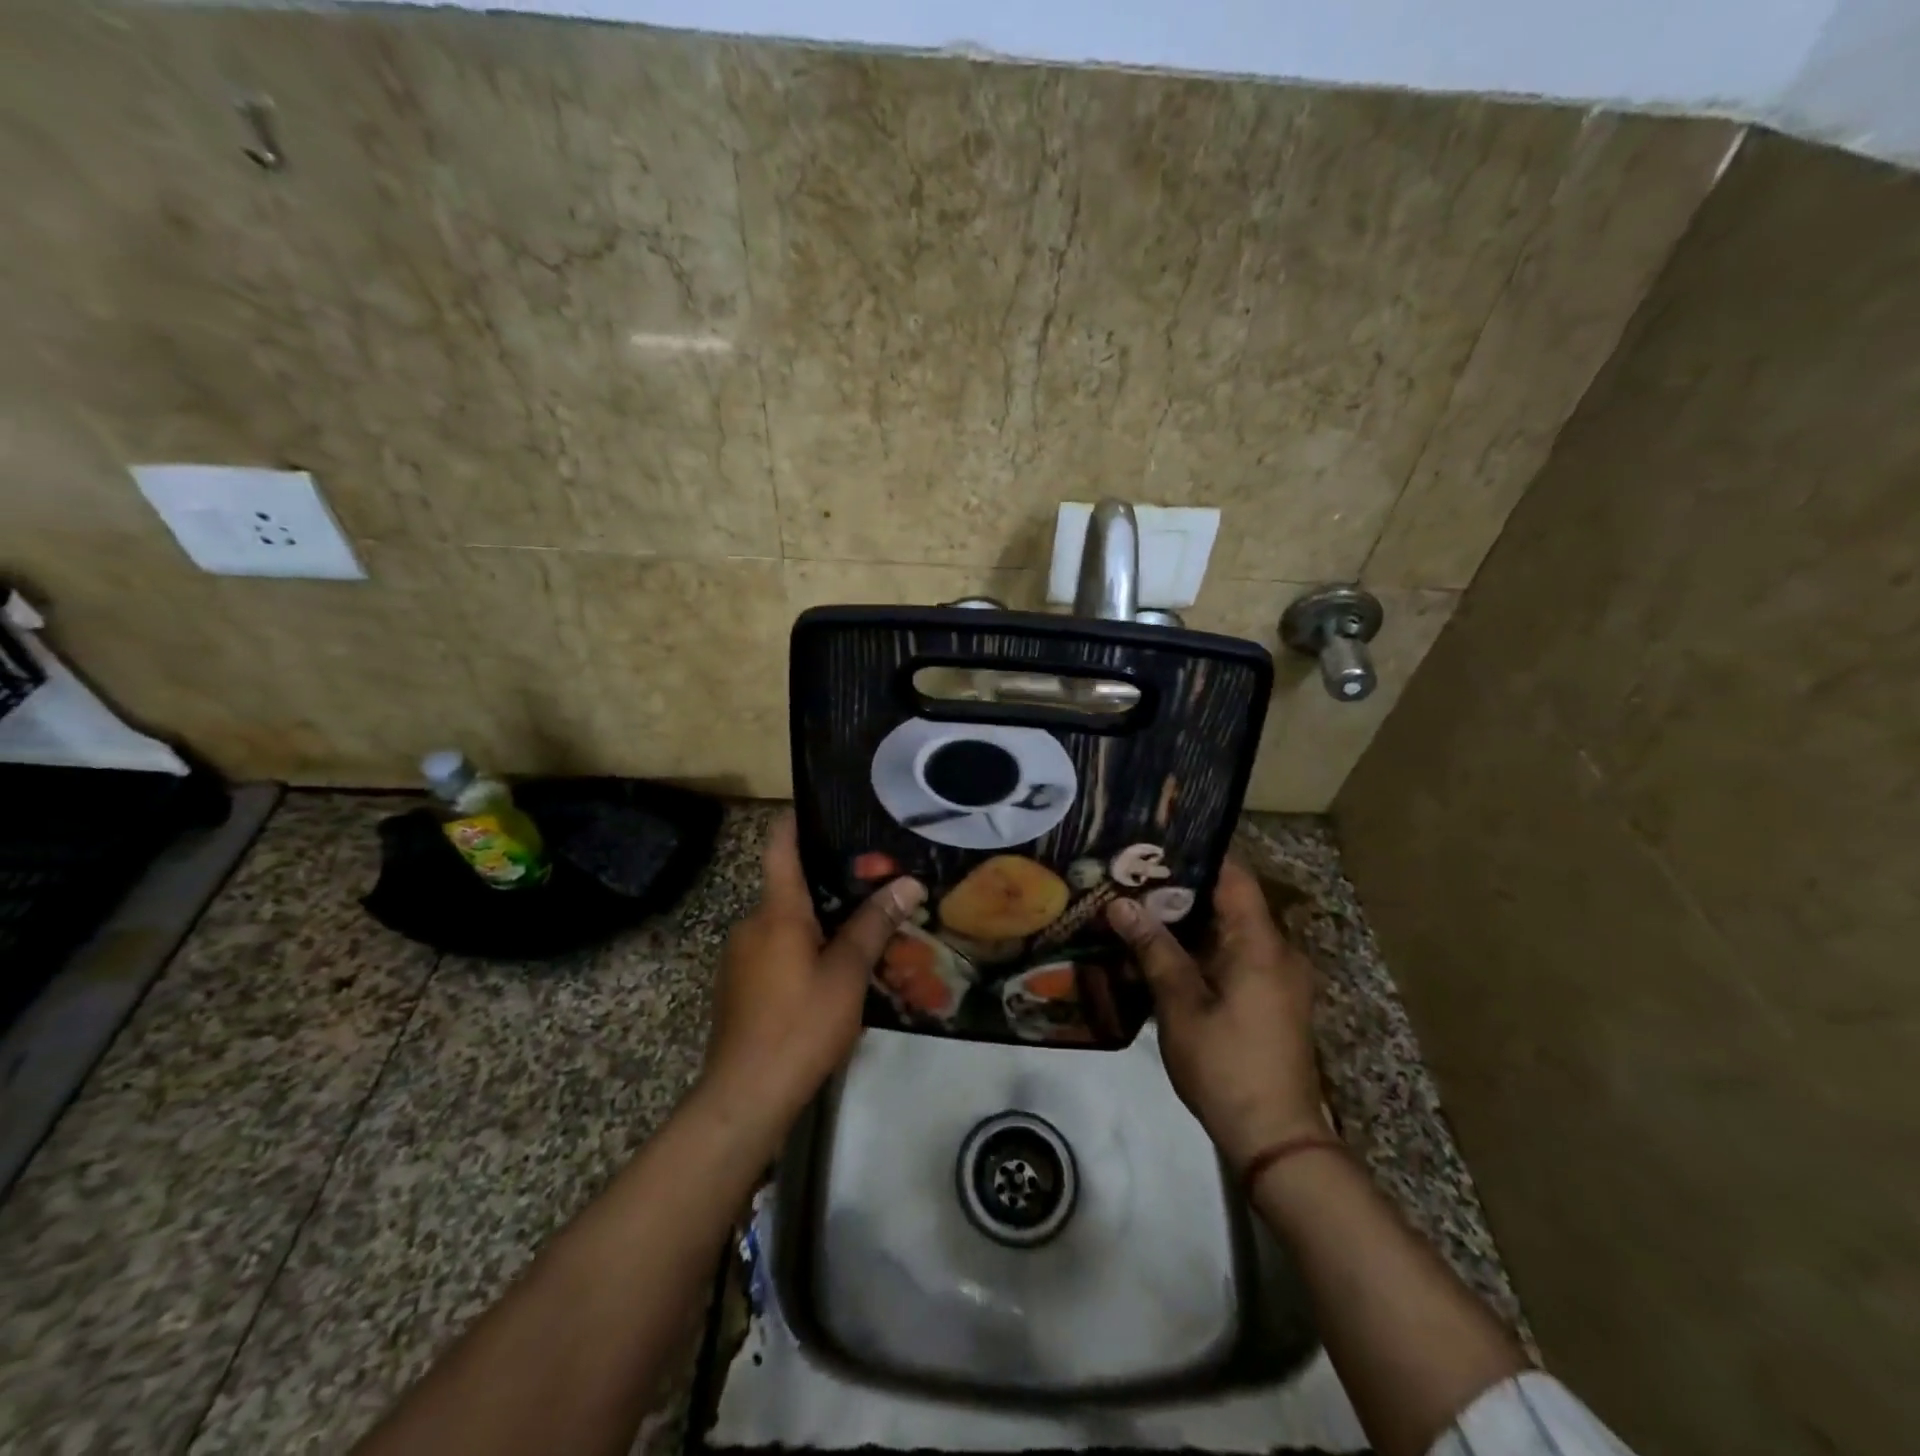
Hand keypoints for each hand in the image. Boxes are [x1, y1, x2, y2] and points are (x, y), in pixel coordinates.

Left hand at [700, 813, 924, 1137]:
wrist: (744, 1097)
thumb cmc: (799, 1025)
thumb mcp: (847, 973)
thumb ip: (874, 924)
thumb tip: (907, 883)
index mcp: (776, 911)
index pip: (780, 845)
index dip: (798, 819)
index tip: (827, 805)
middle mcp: (752, 923)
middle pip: (790, 884)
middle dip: (831, 878)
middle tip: (877, 877)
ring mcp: (742, 956)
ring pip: (786, 921)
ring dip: (822, 918)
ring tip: (866, 922)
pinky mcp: (741, 985)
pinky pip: (778, 948)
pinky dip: (806, 945)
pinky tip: (837, 967)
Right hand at [1107, 856, 1326, 1171]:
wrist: (1275, 1139)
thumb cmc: (1226, 1065)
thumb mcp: (1181, 1005)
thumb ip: (1154, 950)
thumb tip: (1121, 905)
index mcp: (1262, 944)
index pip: (1234, 876)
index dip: (1198, 854)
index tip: (1155, 844)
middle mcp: (1278, 952)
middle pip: (1231, 902)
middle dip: (1182, 889)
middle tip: (1133, 878)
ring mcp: (1279, 978)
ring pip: (1232, 932)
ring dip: (1190, 922)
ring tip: (1140, 909)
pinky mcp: (1272, 1001)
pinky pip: (1237, 957)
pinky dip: (1203, 949)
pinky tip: (1164, 954)